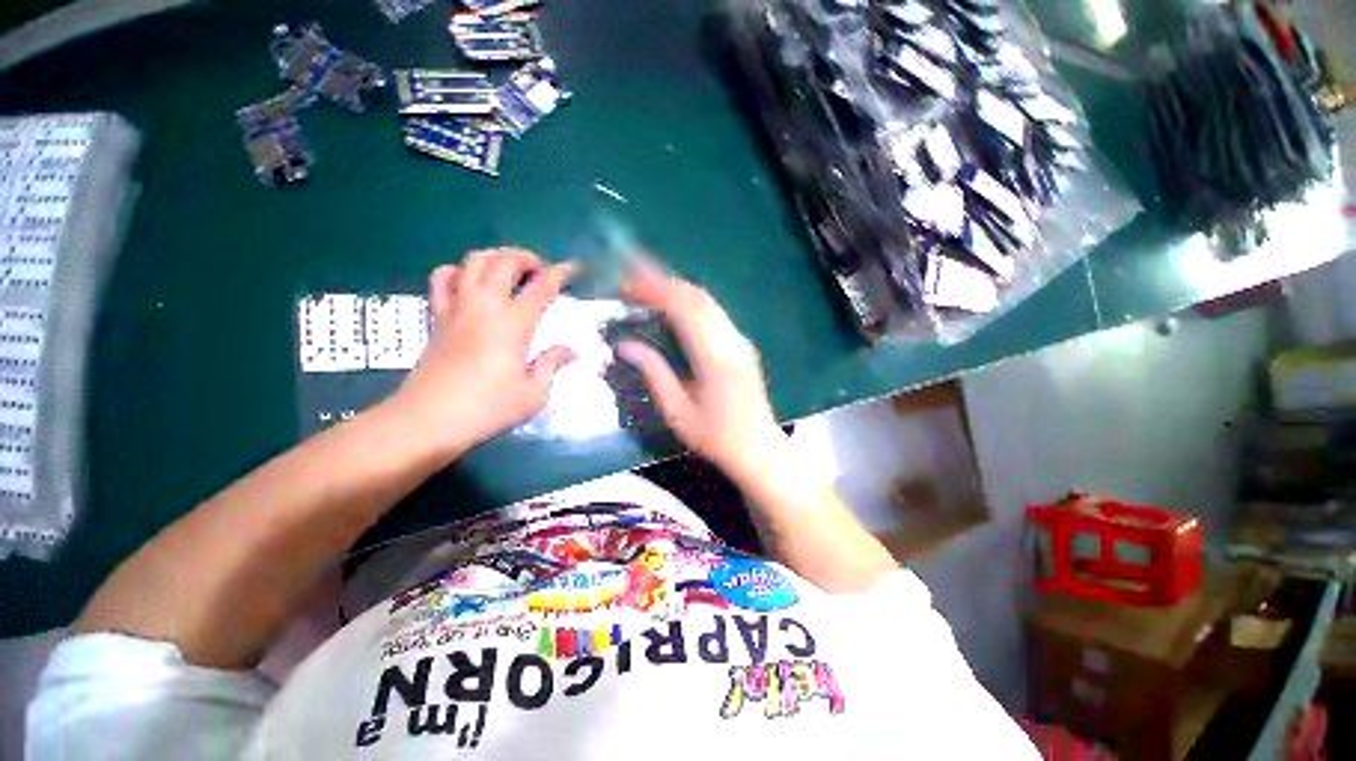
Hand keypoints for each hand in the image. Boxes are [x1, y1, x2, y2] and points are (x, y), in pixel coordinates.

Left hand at [386, 249, 575, 458]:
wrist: (428, 420)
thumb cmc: (488, 409)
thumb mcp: (533, 394)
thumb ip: (552, 364)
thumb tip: (572, 350)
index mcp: (513, 325)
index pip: (541, 287)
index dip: (559, 273)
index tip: (572, 268)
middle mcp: (485, 307)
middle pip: (504, 261)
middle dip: (526, 257)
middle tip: (540, 271)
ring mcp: (456, 308)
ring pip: (473, 262)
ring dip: (495, 257)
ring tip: (508, 271)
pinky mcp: (436, 317)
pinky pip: (443, 279)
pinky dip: (459, 271)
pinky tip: (469, 283)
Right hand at [618, 261, 787, 483]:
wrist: (760, 451)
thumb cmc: (717, 439)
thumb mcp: (678, 413)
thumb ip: (654, 374)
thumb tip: (625, 344)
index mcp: (716, 359)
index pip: (685, 309)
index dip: (655, 289)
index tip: (626, 283)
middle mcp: (732, 341)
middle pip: (697, 297)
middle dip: (662, 281)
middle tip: (630, 278)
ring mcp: (740, 341)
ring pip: (707, 301)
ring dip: (675, 288)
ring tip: (645, 286)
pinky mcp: (741, 344)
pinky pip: (713, 312)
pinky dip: (688, 302)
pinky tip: (670, 305)